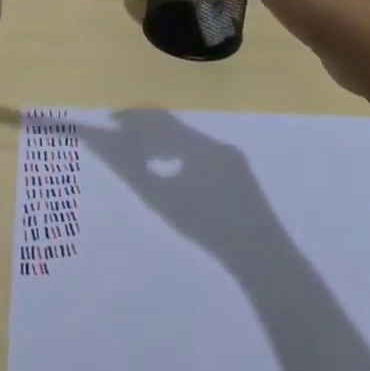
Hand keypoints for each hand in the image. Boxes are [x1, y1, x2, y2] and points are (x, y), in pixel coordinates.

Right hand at [78, 108, 278, 258]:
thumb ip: (134, 169)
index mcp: (197, 143)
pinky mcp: (242, 174)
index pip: (158, 118)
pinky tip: (178, 176)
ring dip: (167, 143)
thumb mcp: (163, 199)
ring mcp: (232, 157)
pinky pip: (207, 155)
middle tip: (123, 137)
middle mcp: (215, 142)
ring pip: (192, 140)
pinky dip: (185, 157)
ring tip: (145, 157)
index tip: (111, 121)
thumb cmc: (206, 225)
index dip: (133, 117)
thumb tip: (108, 147)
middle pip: (175, 127)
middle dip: (148, 129)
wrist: (261, 253)